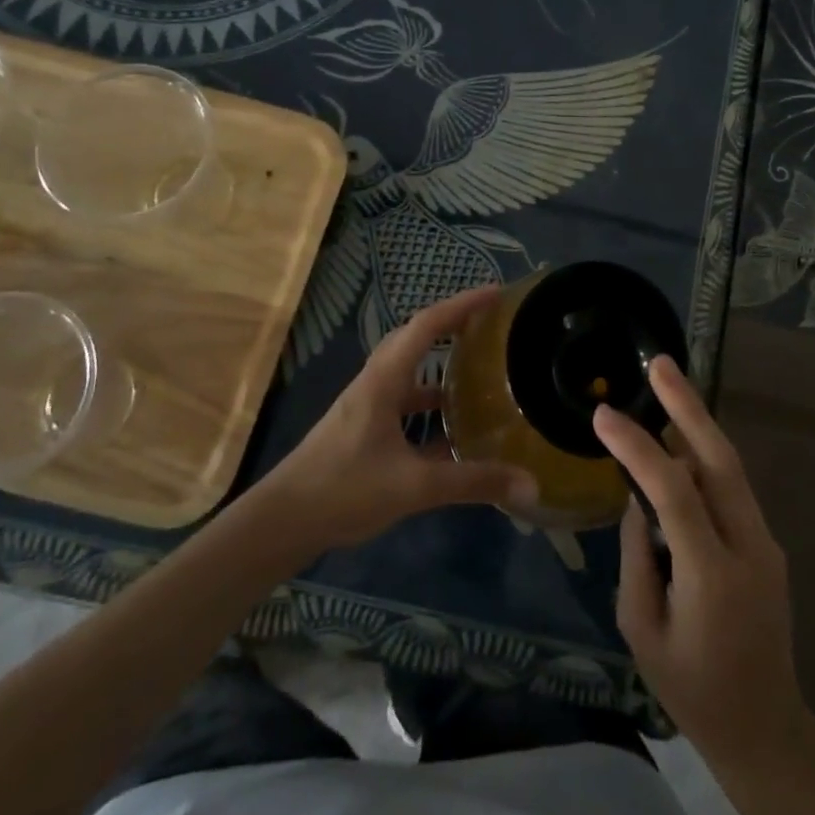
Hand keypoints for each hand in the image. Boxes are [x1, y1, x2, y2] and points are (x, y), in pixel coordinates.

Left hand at [255, 286, 537, 554]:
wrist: (282, 521)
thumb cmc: (344, 489)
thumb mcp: (415, 485)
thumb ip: (473, 483)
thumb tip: (531, 485)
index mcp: (384, 380)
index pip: (426, 325)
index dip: (462, 304)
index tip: (496, 293)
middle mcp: (375, 383)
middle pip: (415, 338)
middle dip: (452, 323)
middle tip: (489, 324)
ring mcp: (366, 406)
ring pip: (409, 371)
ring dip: (440, 363)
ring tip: (478, 369)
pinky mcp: (363, 429)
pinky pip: (404, 402)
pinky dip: (429, 404)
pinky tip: (451, 431)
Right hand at [594, 357, 805, 764]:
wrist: (765, 729)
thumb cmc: (691, 690)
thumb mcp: (641, 629)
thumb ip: (636, 555)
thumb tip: (636, 498)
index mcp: (712, 574)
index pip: (673, 490)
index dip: (637, 447)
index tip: (603, 415)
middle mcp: (748, 546)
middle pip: (719, 459)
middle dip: (688, 405)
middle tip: (660, 363)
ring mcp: (766, 543)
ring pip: (730, 467)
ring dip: (697, 423)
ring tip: (666, 385)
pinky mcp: (768, 545)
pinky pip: (731, 489)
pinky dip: (703, 457)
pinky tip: (679, 443)